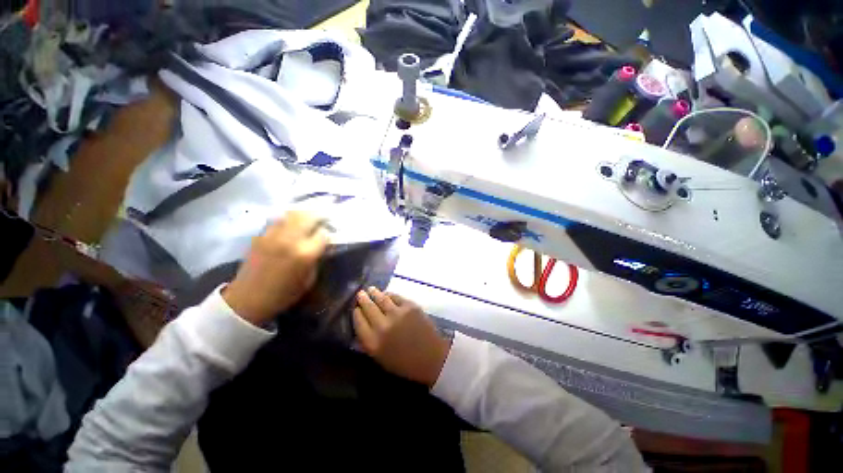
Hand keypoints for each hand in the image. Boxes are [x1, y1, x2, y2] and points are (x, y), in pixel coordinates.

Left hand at [223, 211, 328, 326]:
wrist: (248, 299)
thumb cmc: (284, 293)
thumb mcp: (309, 279)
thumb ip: (317, 258)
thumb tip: (322, 246)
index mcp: (305, 253)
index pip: (323, 233)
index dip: (329, 233)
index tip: (330, 235)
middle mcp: (290, 240)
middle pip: (309, 216)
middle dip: (319, 216)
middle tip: (324, 218)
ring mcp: (273, 235)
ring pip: (292, 214)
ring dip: (304, 214)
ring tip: (309, 217)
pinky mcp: (261, 235)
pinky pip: (279, 220)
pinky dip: (289, 219)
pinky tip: (291, 224)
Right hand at [354, 287, 450, 386]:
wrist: (431, 357)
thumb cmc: (405, 362)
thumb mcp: (380, 358)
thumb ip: (369, 341)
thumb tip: (363, 324)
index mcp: (373, 343)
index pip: (358, 322)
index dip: (356, 313)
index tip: (355, 308)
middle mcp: (382, 326)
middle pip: (368, 308)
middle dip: (362, 299)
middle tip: (360, 294)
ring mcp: (397, 314)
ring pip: (381, 298)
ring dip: (374, 293)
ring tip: (370, 289)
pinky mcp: (410, 306)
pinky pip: (395, 296)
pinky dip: (389, 294)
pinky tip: (387, 294)